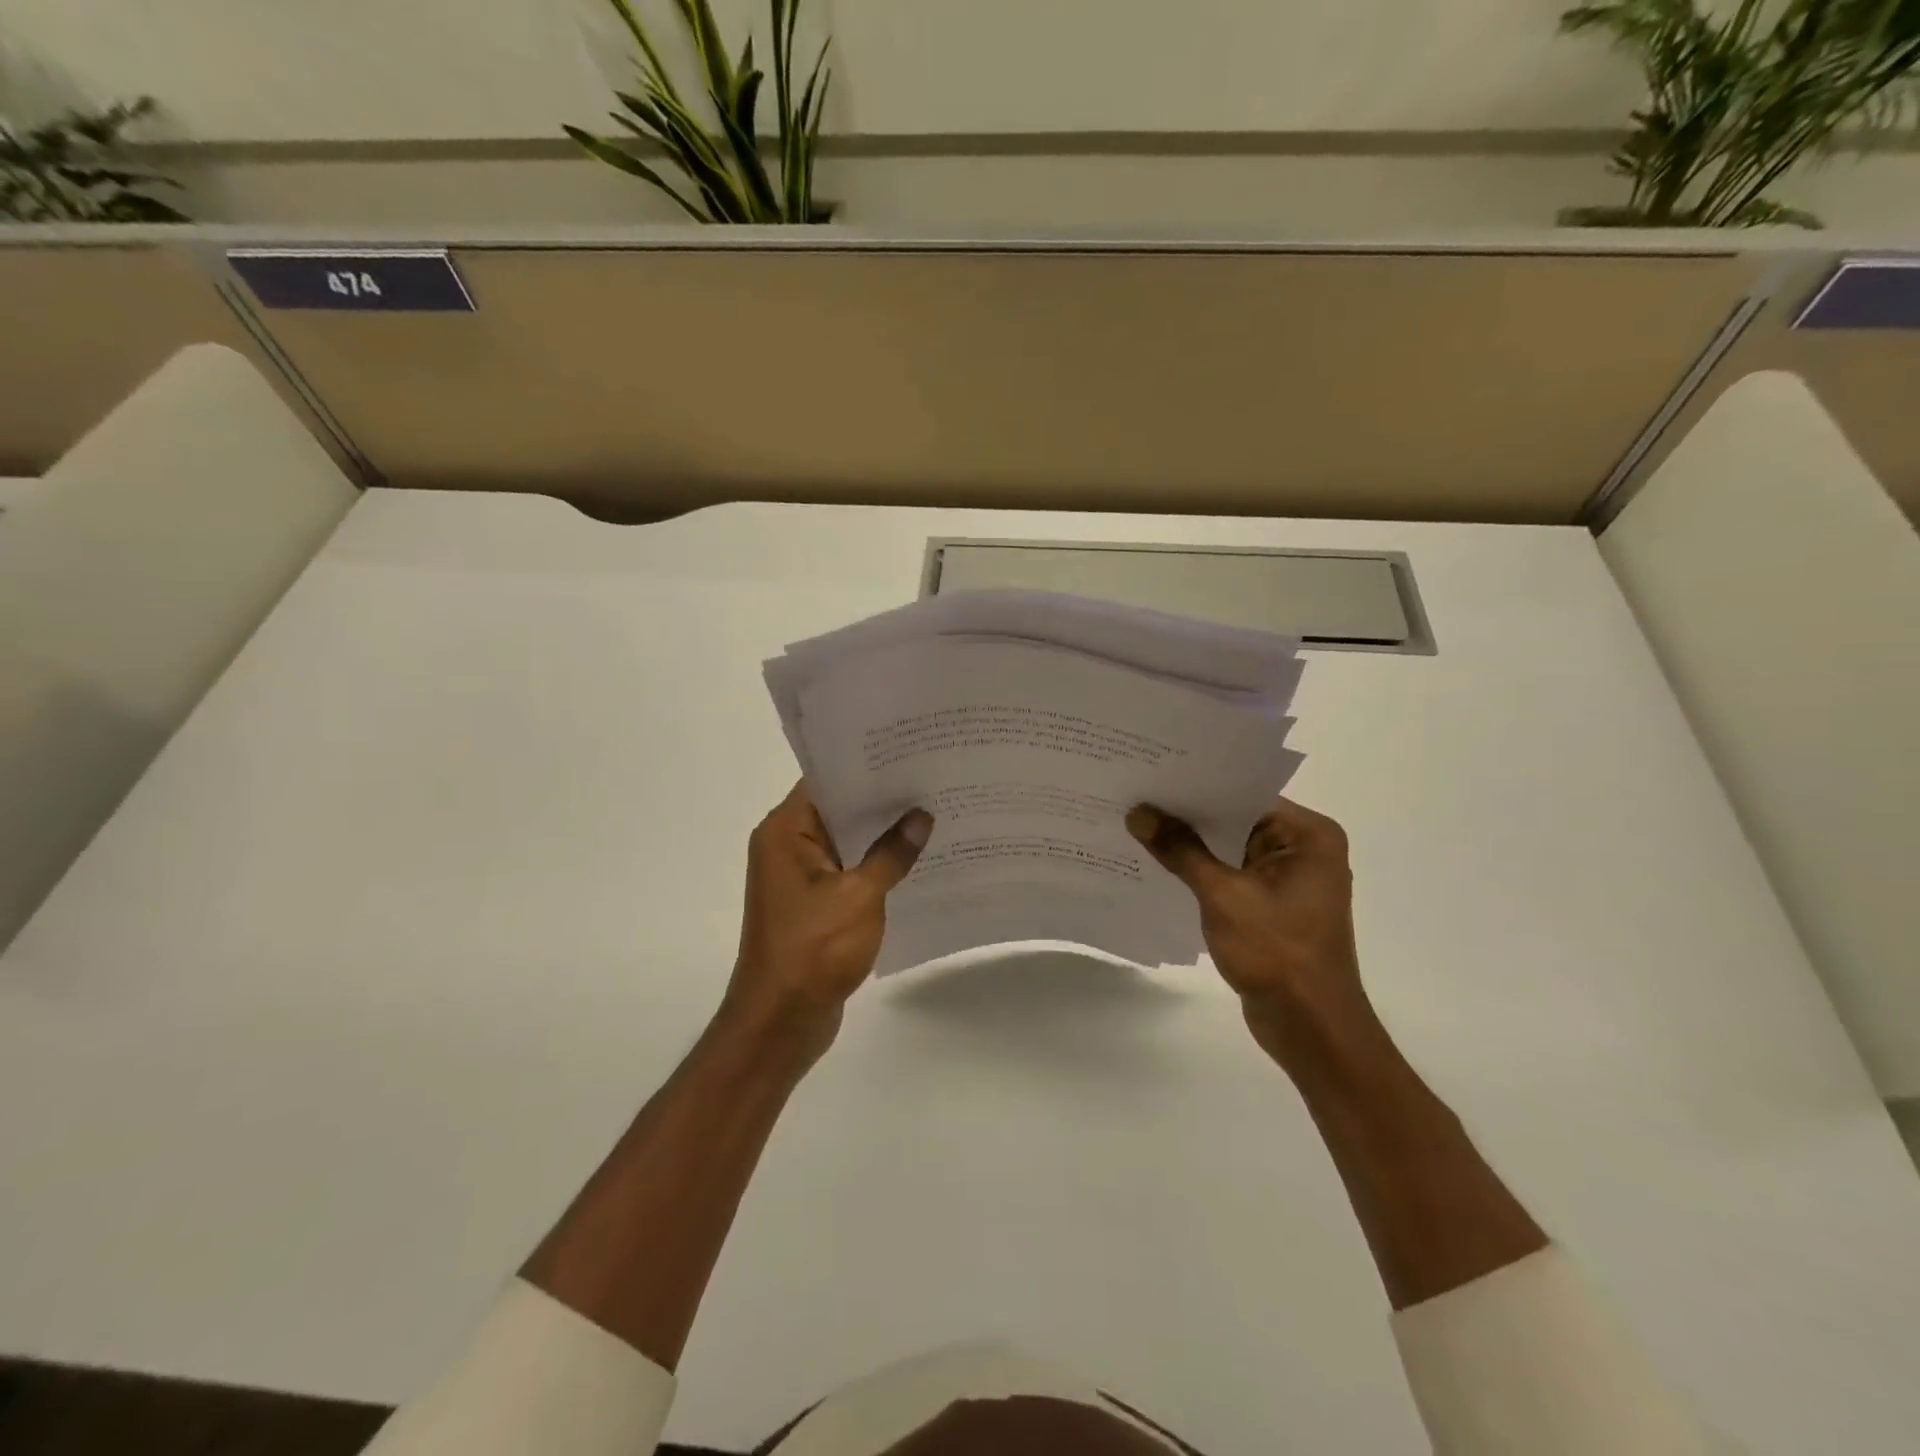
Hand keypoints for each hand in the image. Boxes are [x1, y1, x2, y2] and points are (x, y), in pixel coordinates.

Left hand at [724, 784, 931, 1064]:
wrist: (781, 1022)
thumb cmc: (813, 950)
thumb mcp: (859, 896)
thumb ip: (892, 853)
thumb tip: (921, 817)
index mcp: (785, 832)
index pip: (825, 780)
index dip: (865, 765)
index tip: (907, 751)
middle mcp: (787, 846)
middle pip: (837, 808)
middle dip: (881, 798)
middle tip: (930, 778)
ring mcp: (800, 877)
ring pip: (846, 841)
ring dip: (881, 833)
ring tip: (932, 812)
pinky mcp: (814, 904)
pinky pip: (848, 870)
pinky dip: (876, 864)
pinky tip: (916, 858)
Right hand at [1126, 796, 1377, 1071]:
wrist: (1310, 1027)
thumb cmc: (1277, 952)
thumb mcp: (1222, 894)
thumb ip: (1180, 850)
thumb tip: (1139, 813)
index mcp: (1308, 835)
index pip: (1244, 794)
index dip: (1197, 786)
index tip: (1152, 774)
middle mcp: (1304, 849)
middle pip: (1236, 819)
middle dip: (1188, 815)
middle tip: (1136, 796)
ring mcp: (1288, 880)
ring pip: (1230, 848)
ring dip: (1191, 845)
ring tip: (1138, 824)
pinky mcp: (1272, 906)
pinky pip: (1230, 875)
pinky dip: (1200, 872)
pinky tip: (1159, 864)